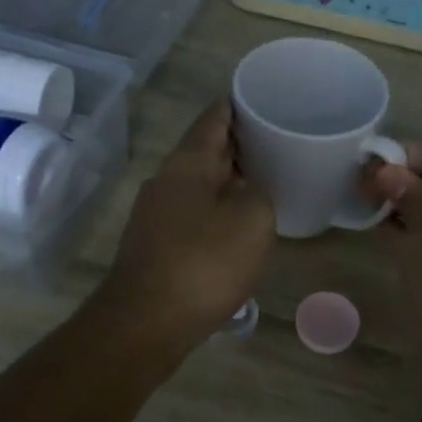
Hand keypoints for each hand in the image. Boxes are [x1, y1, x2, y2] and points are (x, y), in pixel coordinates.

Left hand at [100, 100, 275, 343]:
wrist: (145, 323)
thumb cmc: (203, 263)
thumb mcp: (252, 219)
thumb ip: (258, 192)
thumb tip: (247, 191)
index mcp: (187, 163)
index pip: (214, 118)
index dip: (238, 104)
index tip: (264, 98)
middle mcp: (166, 180)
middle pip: (205, 150)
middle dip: (239, 144)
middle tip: (277, 141)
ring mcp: (155, 214)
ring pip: (199, 184)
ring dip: (228, 180)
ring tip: (265, 181)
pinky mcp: (155, 245)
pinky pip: (193, 214)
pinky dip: (217, 210)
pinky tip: (237, 225)